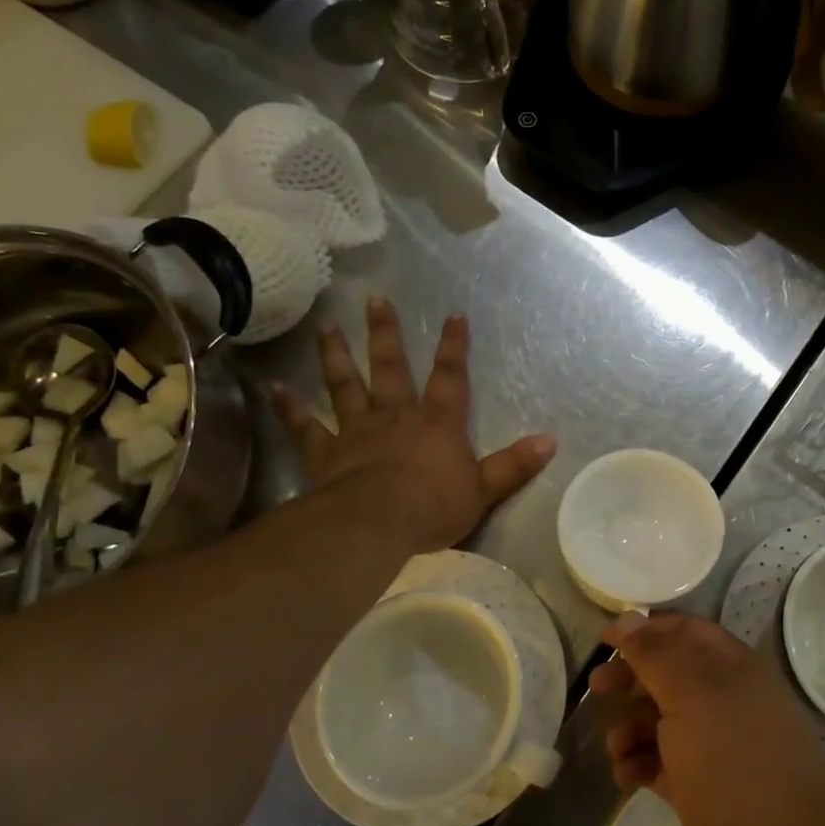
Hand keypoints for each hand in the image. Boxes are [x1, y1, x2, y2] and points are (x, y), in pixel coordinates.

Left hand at [275, 299, 554, 553]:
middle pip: (391, 367)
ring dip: (336, 356)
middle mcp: (395, 415)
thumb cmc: (433, 507)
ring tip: (326, 328)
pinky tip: (273, 387)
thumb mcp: (484, 489)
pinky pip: (305, 426)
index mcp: (436, 422)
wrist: (376, 524)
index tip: (455, 315)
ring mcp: (356, 430)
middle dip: (386, 334)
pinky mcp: (326, 452)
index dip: (455, 346)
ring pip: (345, 385)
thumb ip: (514, 464)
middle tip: (375, 301)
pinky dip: (289, 408)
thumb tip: (551, 440)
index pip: (451, 377)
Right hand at [591, 613, 824, 825]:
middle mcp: (724, 700)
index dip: (646, 629)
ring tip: (616, 747)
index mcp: (732, 668)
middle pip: (668, 674)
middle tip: (596, 686)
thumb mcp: (691, 696)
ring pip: (660, 720)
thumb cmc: (734, 757)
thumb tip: (629, 617)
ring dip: (631, 728)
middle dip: (631, 679)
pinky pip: (659, 761)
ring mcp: (712, 743)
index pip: (685, 631)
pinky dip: (639, 763)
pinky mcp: (698, 784)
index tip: (606, 638)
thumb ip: (655, 655)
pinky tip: (626, 776)